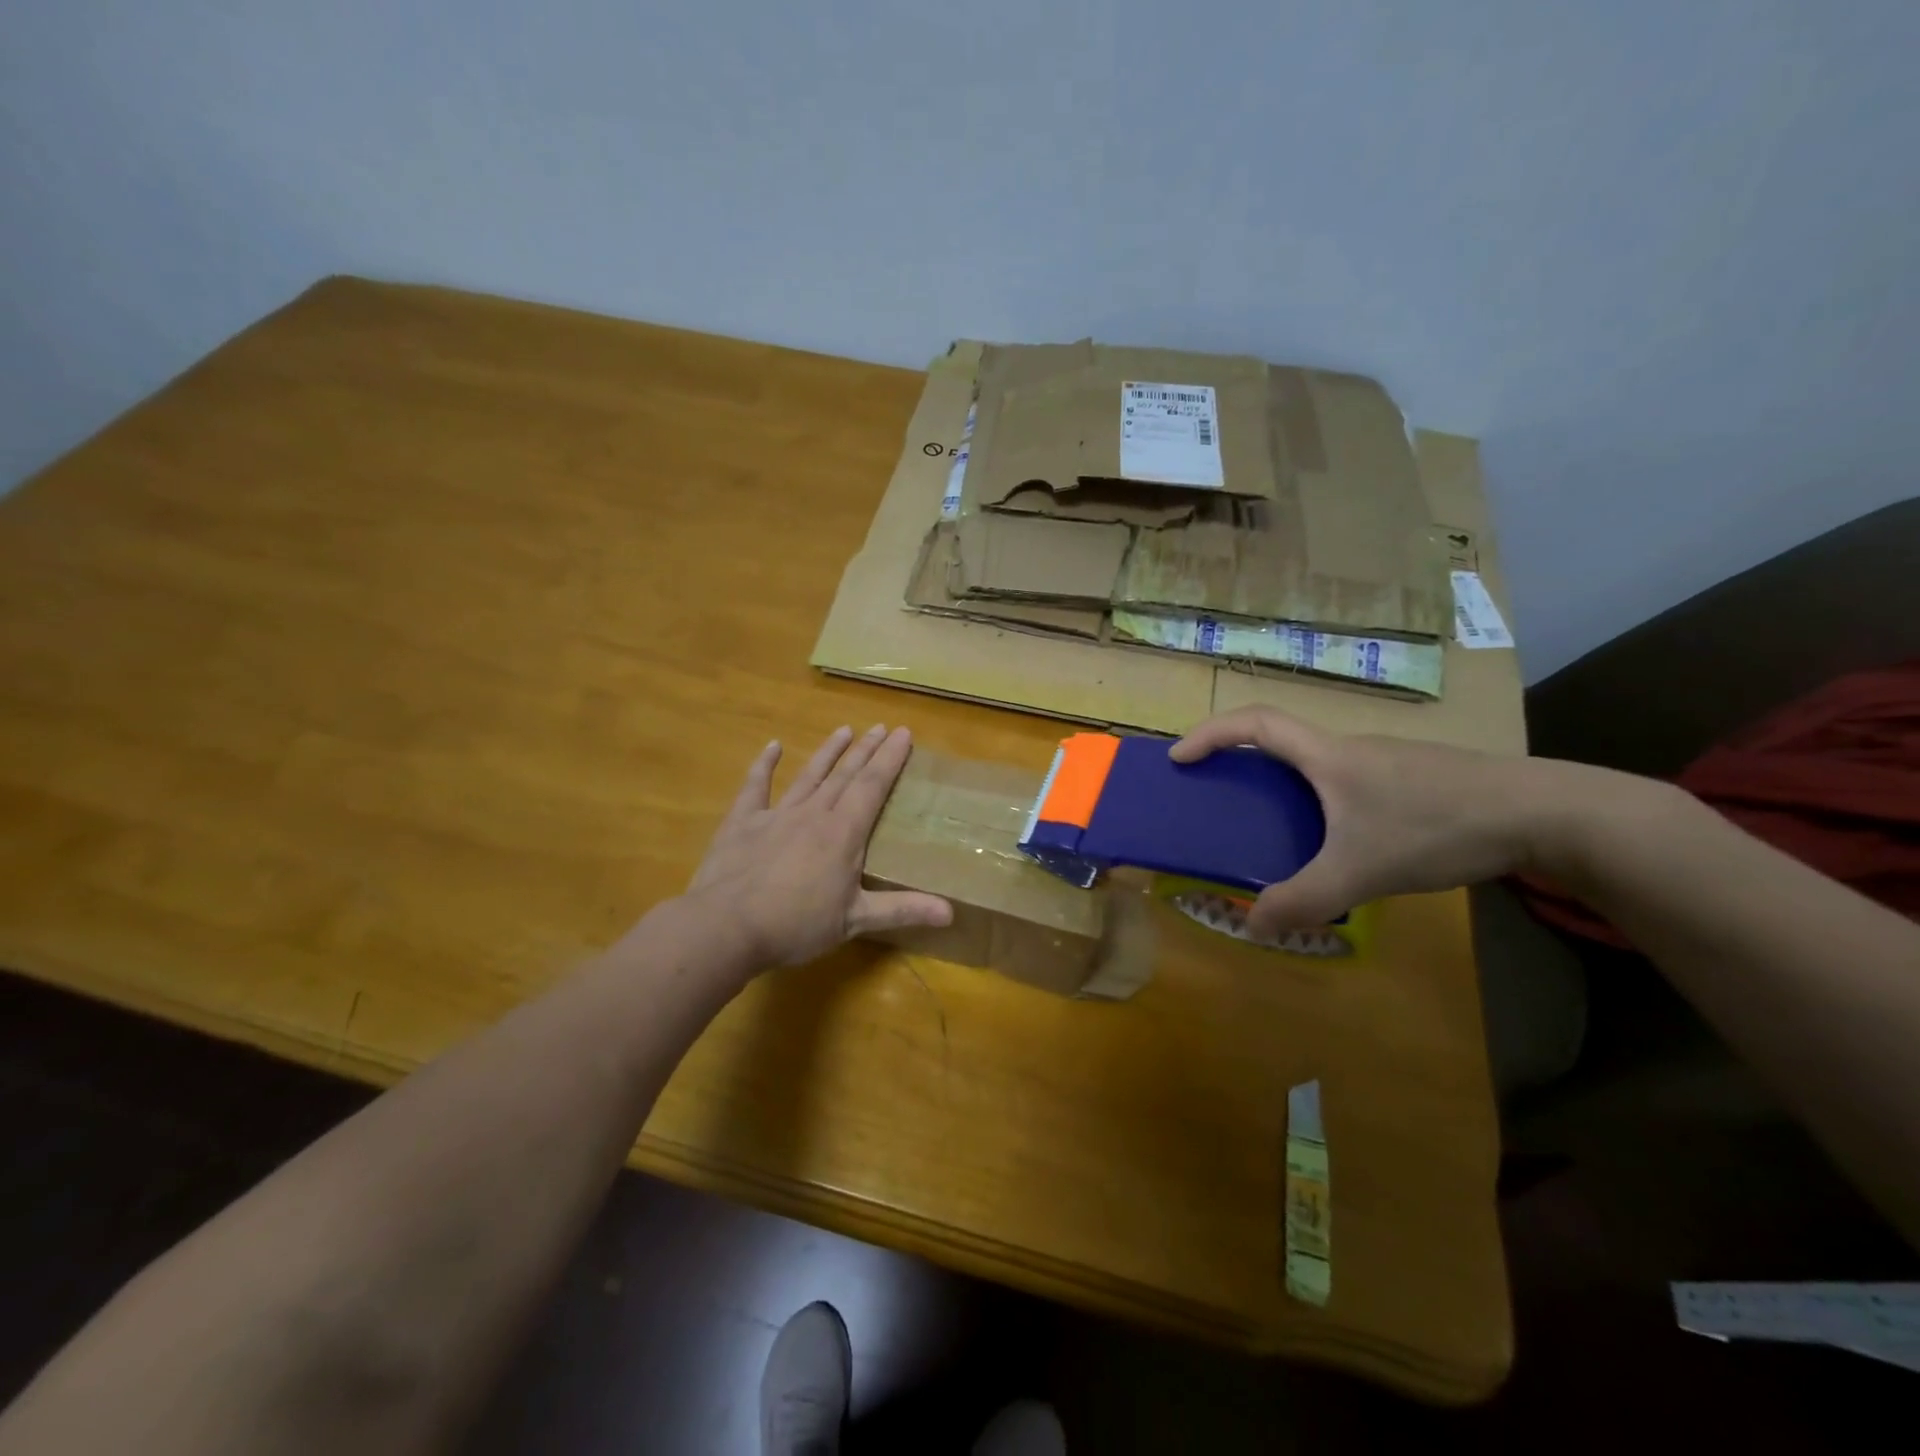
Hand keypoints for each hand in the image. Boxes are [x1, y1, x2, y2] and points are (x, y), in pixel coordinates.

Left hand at [685, 725, 952, 967]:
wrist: (726, 927)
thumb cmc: (796, 925)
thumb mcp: (855, 921)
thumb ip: (902, 910)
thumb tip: (951, 913)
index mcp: (843, 833)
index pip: (873, 787)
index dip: (890, 760)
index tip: (904, 733)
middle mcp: (814, 813)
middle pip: (845, 775)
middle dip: (866, 750)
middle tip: (882, 727)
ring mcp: (776, 814)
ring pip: (810, 775)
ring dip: (828, 752)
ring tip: (844, 730)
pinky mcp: (743, 822)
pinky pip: (756, 786)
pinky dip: (765, 765)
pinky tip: (773, 746)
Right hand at [1171, 706, 1571, 934]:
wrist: (1545, 812)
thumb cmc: (1438, 826)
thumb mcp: (1361, 871)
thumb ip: (1303, 899)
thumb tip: (1252, 927)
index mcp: (1327, 755)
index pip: (1254, 722)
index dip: (1210, 734)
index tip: (1179, 758)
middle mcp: (1350, 747)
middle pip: (1282, 740)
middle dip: (1241, 761)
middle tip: (1221, 797)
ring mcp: (1386, 759)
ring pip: (1318, 762)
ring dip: (1286, 784)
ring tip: (1278, 827)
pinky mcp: (1414, 776)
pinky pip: (1348, 779)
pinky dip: (1323, 798)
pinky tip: (1345, 839)